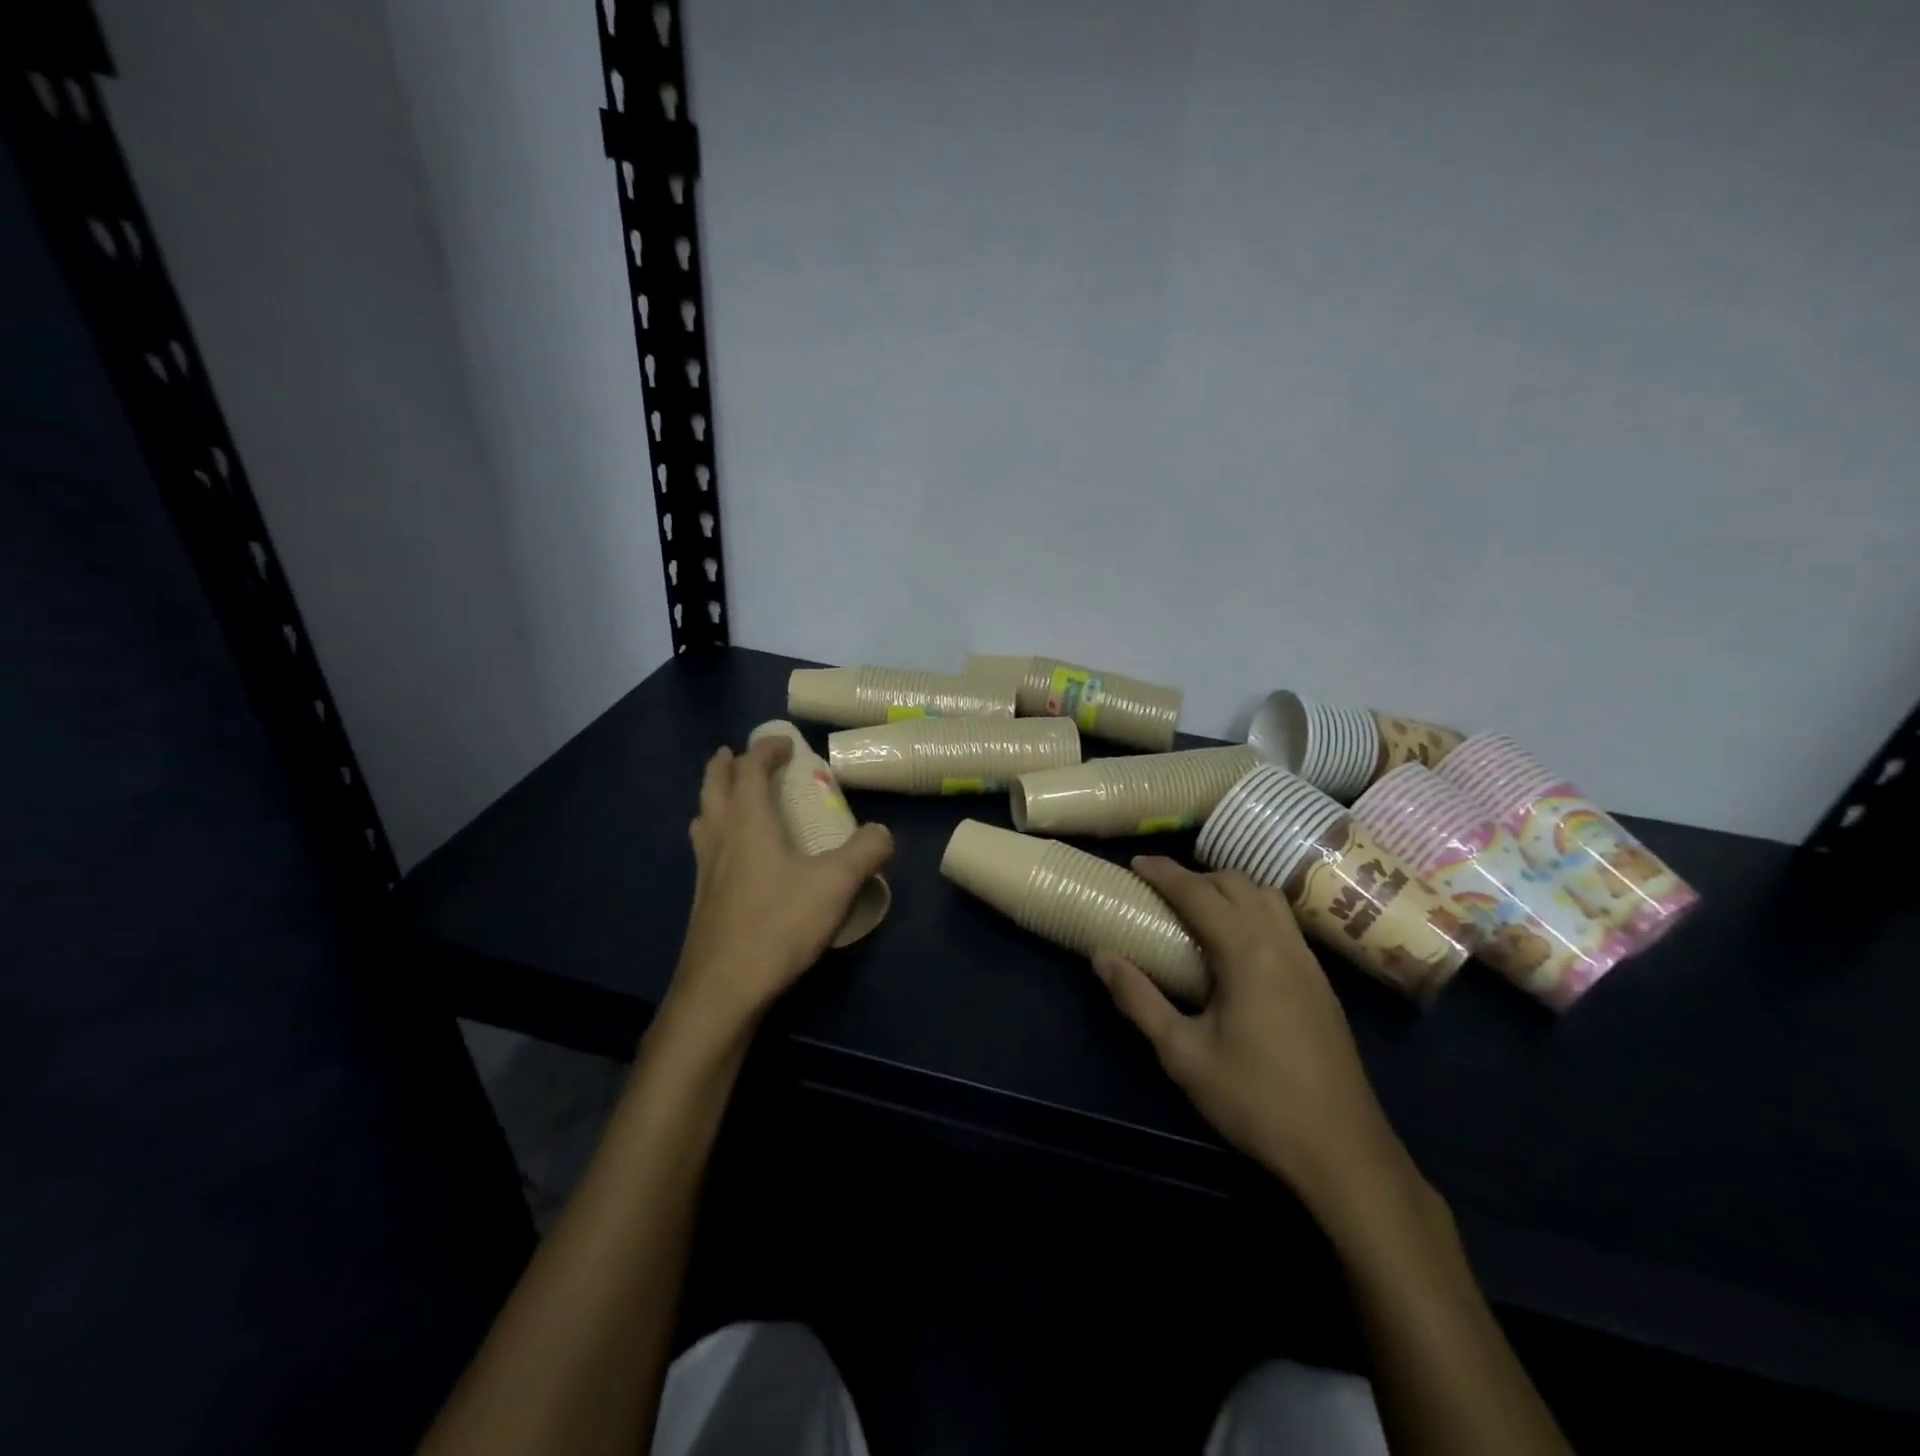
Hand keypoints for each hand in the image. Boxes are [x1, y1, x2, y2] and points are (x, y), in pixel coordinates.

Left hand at [668, 736, 892, 1034]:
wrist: (722, 989)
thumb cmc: (777, 925)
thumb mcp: (835, 884)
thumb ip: (865, 852)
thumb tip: (884, 832)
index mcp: (748, 822)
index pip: (751, 770)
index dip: (766, 749)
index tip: (786, 742)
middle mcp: (720, 838)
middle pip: (713, 786)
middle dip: (726, 764)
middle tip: (738, 753)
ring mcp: (705, 870)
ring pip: (703, 818)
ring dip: (714, 798)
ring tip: (729, 797)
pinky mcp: (702, 900)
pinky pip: (705, 848)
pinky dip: (715, 833)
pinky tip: (732, 856)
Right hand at [1092, 858, 1408, 1212]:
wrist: (1343, 1151)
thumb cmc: (1256, 1101)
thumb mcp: (1183, 1054)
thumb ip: (1139, 1000)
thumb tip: (1101, 957)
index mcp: (1247, 953)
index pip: (1200, 893)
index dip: (1165, 873)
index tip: (1136, 863)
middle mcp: (1282, 944)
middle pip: (1238, 884)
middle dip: (1196, 875)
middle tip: (1161, 889)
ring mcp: (1308, 961)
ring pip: (1267, 898)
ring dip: (1229, 889)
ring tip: (1198, 907)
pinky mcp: (1321, 982)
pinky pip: (1283, 921)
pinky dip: (1253, 909)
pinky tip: (1237, 941)